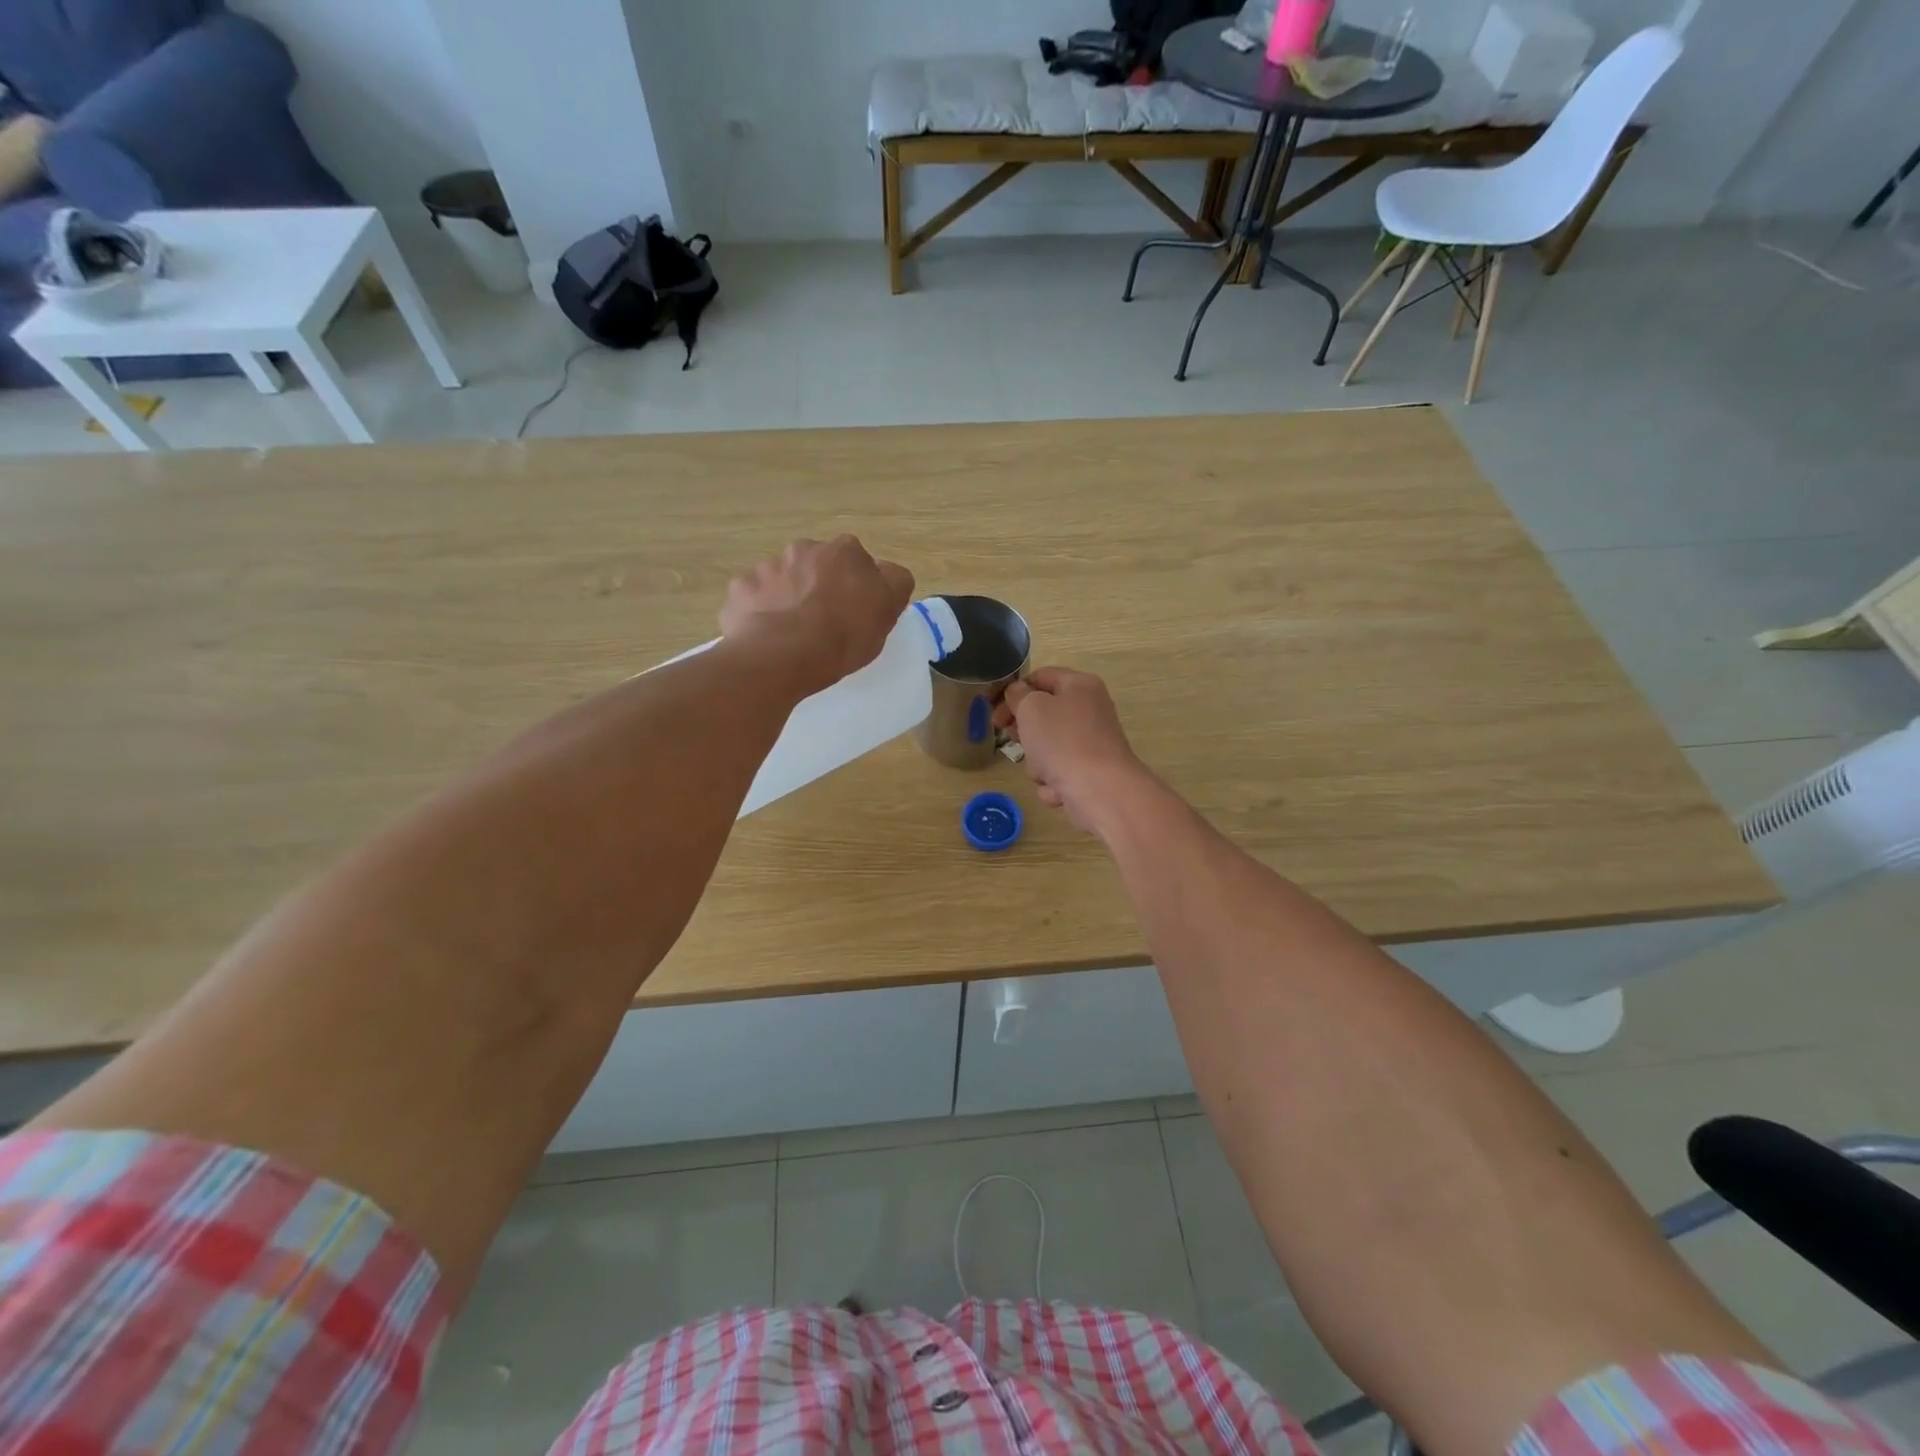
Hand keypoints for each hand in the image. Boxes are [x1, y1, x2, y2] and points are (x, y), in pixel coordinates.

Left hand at [719, 536, 913, 696]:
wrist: (784, 655)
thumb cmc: (844, 634)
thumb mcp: (888, 611)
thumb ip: (894, 583)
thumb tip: (887, 572)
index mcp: (844, 551)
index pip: (857, 563)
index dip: (857, 587)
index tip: (856, 613)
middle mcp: (803, 548)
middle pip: (816, 566)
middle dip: (818, 587)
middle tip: (823, 623)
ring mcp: (767, 567)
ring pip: (782, 581)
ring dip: (788, 598)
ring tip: (792, 635)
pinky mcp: (740, 589)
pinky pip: (753, 599)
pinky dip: (759, 613)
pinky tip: (766, 638)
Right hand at [998, 667, 1152, 835]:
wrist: (1100, 791)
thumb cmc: (1062, 741)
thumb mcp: (1031, 708)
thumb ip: (1018, 695)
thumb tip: (1018, 693)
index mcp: (1080, 686)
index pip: (1040, 677)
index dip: (1013, 691)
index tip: (993, 710)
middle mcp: (1090, 711)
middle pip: (1044, 715)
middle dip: (1024, 731)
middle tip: (1011, 739)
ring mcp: (1091, 744)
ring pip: (1048, 748)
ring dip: (1037, 762)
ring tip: (1044, 770)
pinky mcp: (1090, 774)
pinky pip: (1059, 773)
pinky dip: (1054, 782)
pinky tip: (1058, 789)